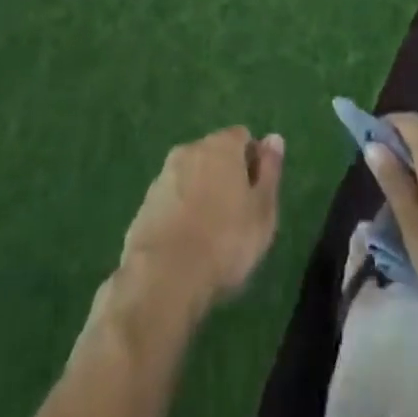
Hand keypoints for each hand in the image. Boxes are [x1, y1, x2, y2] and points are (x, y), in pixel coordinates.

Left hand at [120, 127, 285, 313]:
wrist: (162, 279)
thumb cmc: (224, 242)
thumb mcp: (262, 210)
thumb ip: (270, 171)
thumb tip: (273, 138)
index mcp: (221, 145)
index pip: (242, 137)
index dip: (253, 162)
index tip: (256, 195)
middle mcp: (190, 150)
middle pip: (214, 155)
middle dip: (225, 177)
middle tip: (236, 217)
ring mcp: (163, 177)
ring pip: (190, 177)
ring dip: (201, 195)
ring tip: (210, 236)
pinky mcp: (144, 206)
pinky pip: (171, 201)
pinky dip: (180, 214)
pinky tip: (186, 246)